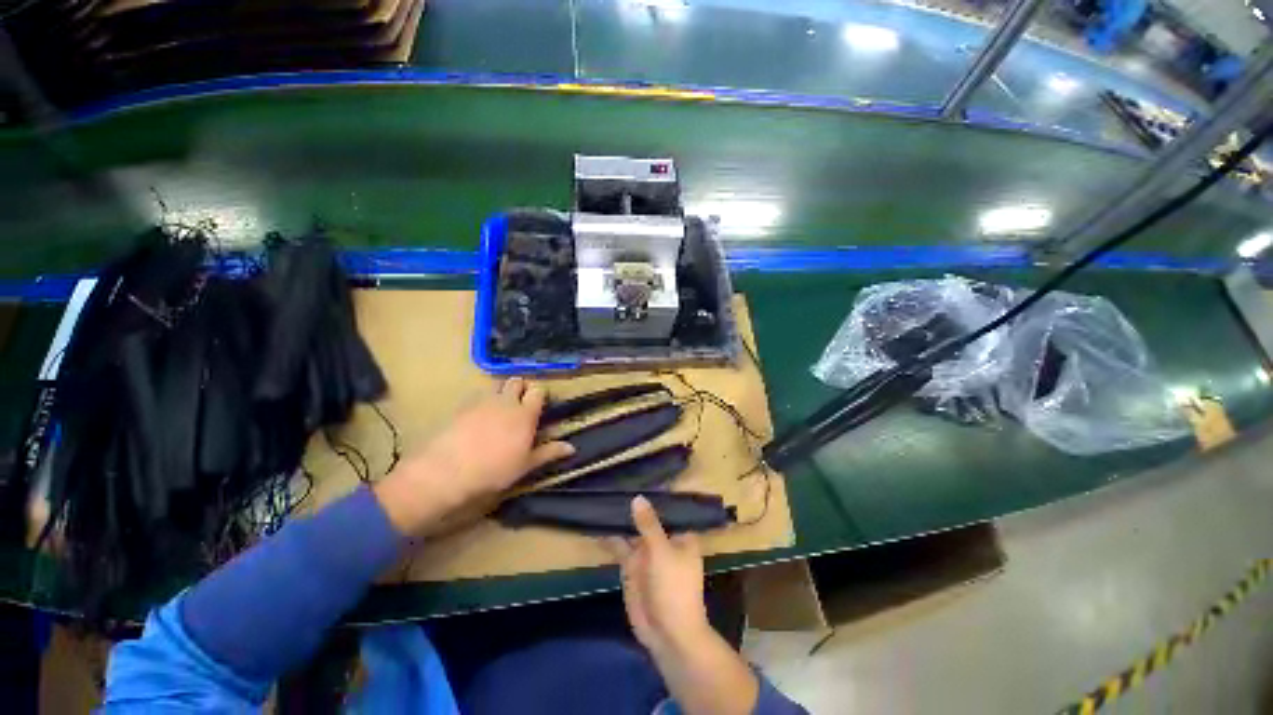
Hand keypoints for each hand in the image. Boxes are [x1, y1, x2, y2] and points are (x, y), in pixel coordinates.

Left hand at [374, 378, 573, 535]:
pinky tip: (477, 419)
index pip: (538, 391)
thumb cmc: (493, 471)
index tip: (540, 406)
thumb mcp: (525, 465)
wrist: (445, 472)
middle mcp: (506, 401)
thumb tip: (572, 448)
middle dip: (522, 388)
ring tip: (500, 411)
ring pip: (496, 386)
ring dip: (502, 393)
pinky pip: (477, 396)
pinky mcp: (461, 406)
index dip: (540, 395)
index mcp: (525, 413)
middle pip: (517, 381)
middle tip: (521, 405)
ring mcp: (482, 401)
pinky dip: (482, 402)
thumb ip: (548, 452)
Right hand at [607, 496, 711, 656]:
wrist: (668, 635)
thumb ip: (649, 525)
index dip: (658, 493)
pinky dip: (609, 537)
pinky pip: (619, 547)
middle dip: (635, 504)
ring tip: (603, 497)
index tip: (642, 476)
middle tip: (615, 482)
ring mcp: (646, 553)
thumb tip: (638, 498)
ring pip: (632, 530)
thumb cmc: (674, 588)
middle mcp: (663, 540)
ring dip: (620, 518)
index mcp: (680, 535)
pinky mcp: (631, 566)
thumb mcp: (662, 552)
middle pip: (648, 517)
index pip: (670, 508)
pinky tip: (596, 524)